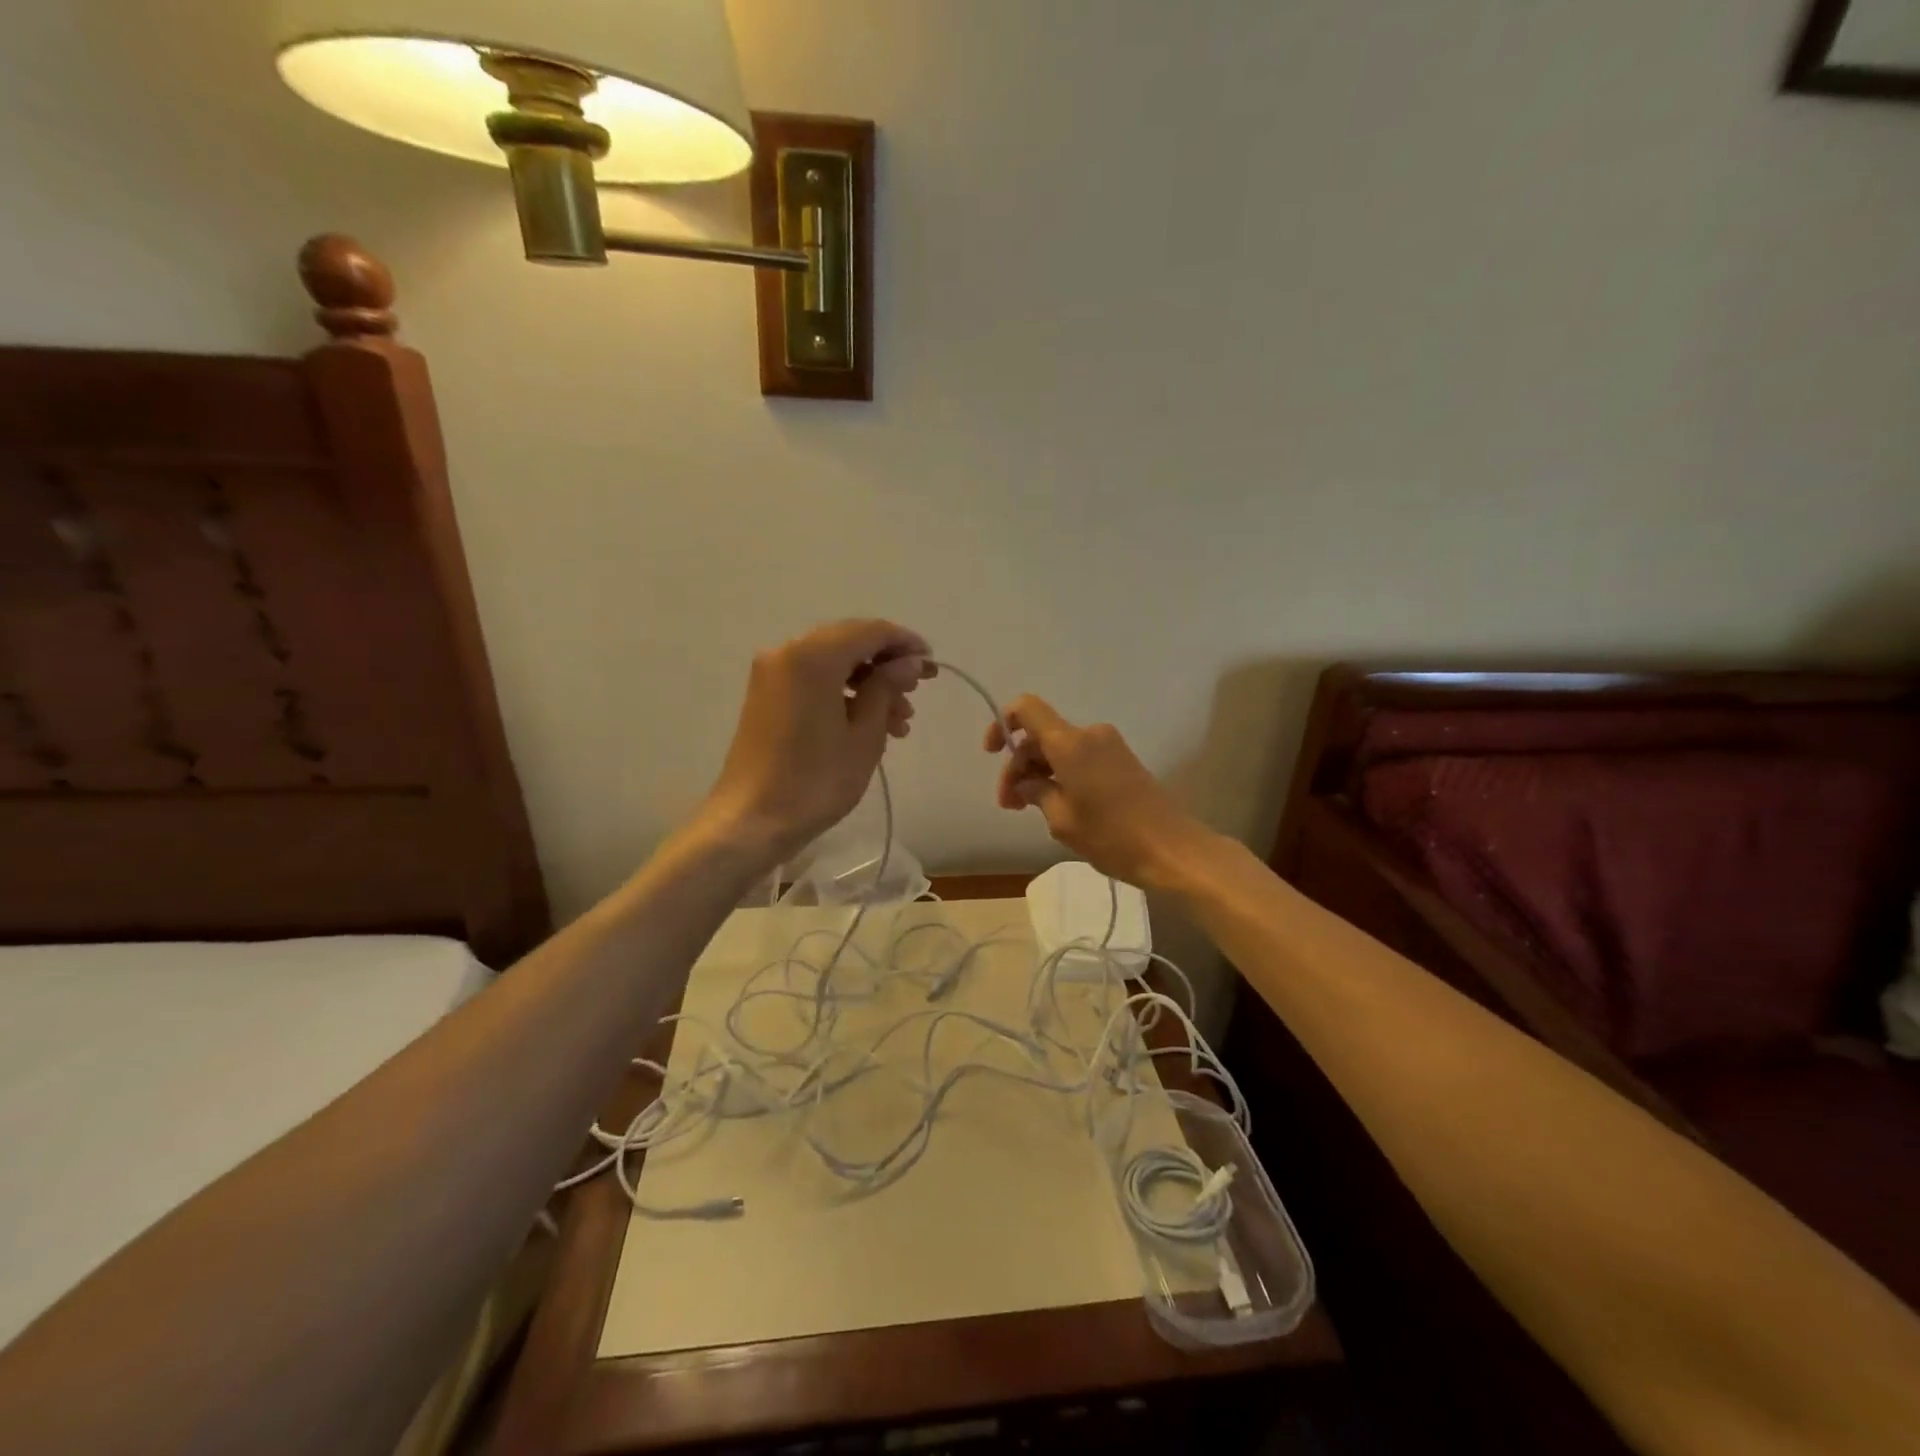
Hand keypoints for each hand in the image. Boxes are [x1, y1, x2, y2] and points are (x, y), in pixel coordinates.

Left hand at [700, 619, 933, 867]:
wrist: (751, 820)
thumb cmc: (816, 780)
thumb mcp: (864, 735)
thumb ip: (887, 688)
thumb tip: (909, 661)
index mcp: (814, 656)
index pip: (870, 631)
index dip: (905, 643)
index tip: (932, 664)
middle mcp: (788, 652)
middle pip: (849, 643)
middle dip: (887, 665)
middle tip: (917, 693)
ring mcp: (773, 673)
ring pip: (833, 663)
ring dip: (868, 683)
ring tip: (900, 722)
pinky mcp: (766, 695)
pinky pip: (814, 680)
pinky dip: (843, 693)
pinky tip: (870, 724)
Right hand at [984, 696, 1214, 888]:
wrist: (1173, 850)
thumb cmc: (1112, 836)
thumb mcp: (1062, 819)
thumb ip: (1036, 792)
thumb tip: (1026, 783)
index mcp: (1071, 743)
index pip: (1027, 709)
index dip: (1003, 724)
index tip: (992, 752)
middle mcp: (1089, 735)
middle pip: (1041, 736)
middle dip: (1019, 766)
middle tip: (1009, 805)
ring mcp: (1109, 746)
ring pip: (1060, 749)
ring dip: (1040, 773)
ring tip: (1029, 809)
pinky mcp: (1122, 761)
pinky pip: (1080, 758)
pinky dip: (1062, 775)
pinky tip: (1057, 805)